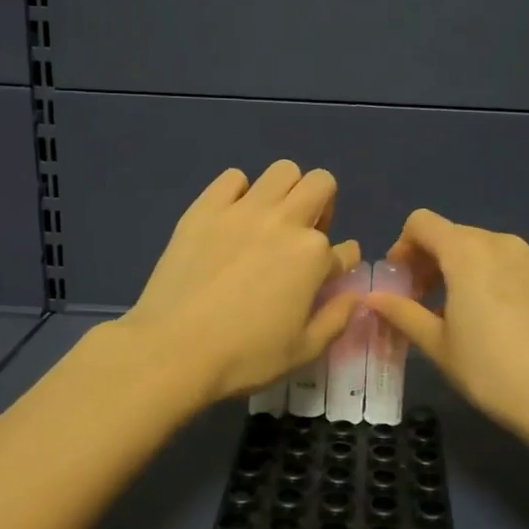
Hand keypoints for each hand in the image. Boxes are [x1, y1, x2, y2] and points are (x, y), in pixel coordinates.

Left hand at [117, 161, 363, 406]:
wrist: (173, 349)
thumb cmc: (244, 357)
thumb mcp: (303, 351)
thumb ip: (336, 318)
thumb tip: (354, 294)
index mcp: (314, 256)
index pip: (345, 248)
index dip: (340, 264)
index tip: (324, 279)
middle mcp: (285, 222)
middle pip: (321, 184)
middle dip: (322, 206)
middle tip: (303, 237)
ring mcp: (243, 210)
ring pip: (283, 171)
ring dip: (286, 191)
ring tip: (270, 221)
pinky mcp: (205, 208)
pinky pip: (233, 177)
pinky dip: (239, 192)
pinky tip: (231, 219)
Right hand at [365, 209, 528, 442]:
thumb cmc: (489, 371)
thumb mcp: (437, 345)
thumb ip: (402, 313)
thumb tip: (373, 297)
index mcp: (468, 253)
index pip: (422, 223)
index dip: (403, 247)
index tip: (402, 282)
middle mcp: (506, 245)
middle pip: (459, 236)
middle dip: (435, 262)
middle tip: (427, 303)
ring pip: (495, 254)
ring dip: (473, 273)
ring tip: (471, 316)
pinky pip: (525, 274)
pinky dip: (508, 287)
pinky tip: (512, 327)